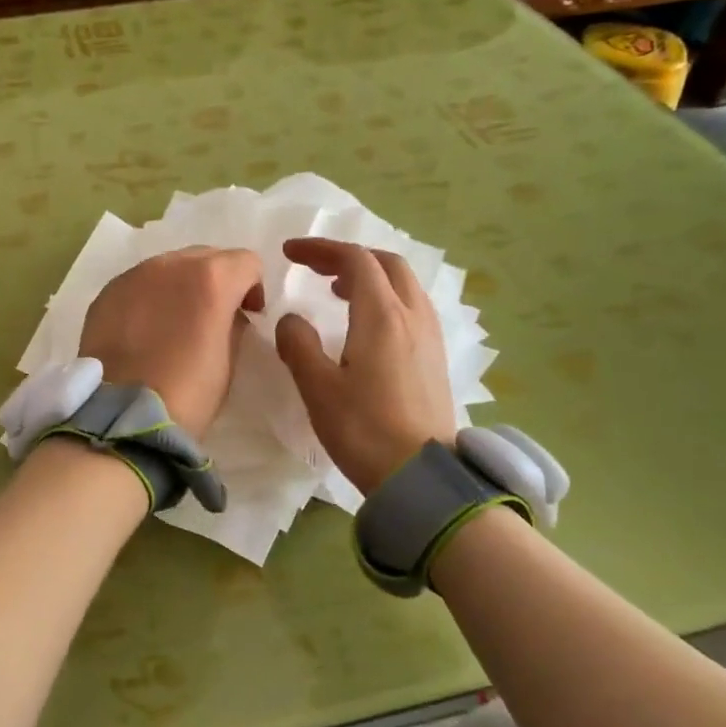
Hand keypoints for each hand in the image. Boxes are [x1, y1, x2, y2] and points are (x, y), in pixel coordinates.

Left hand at [79, 248, 265, 438]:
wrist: (123, 416)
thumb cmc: (188, 393)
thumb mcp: (229, 360)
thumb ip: (233, 323)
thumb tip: (226, 314)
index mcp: (211, 278)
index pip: (246, 262)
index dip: (253, 288)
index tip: (248, 314)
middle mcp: (171, 264)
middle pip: (206, 256)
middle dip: (217, 280)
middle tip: (212, 316)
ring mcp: (134, 275)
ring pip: (169, 267)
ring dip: (180, 286)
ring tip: (174, 322)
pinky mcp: (106, 293)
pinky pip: (139, 284)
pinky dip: (149, 298)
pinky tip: (144, 330)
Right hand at [275, 238, 457, 494]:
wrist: (421, 477)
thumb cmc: (364, 430)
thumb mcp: (318, 388)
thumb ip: (298, 344)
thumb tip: (291, 319)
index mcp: (382, 316)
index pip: (354, 259)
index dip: (321, 249)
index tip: (289, 253)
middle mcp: (412, 315)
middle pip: (386, 263)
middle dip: (349, 257)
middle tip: (317, 269)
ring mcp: (430, 336)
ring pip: (404, 284)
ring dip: (371, 276)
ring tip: (339, 292)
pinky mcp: (436, 357)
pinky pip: (412, 307)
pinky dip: (386, 298)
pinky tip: (368, 326)